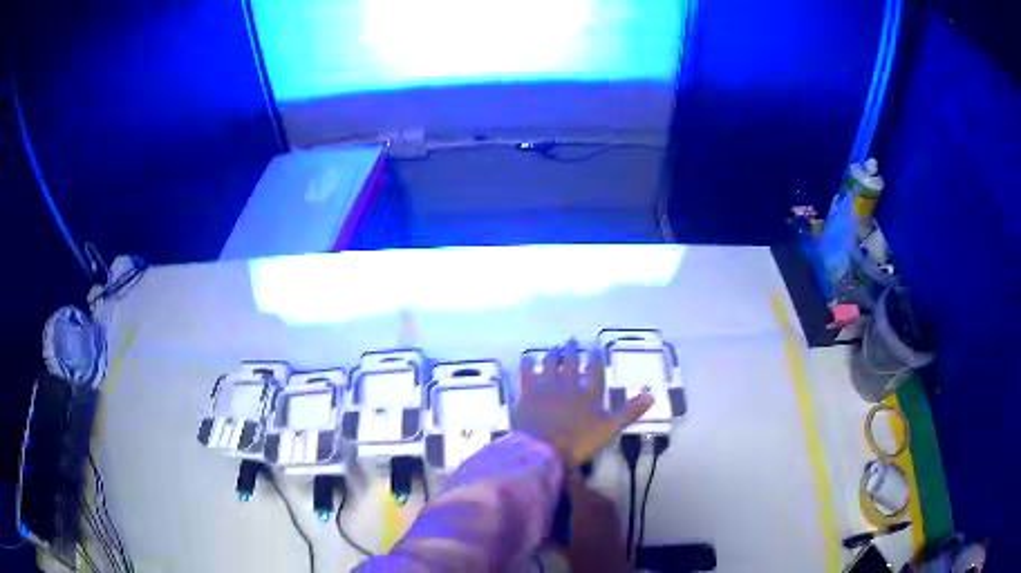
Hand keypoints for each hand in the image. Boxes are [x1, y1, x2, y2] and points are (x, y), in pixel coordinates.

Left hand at [513, 339, 653, 466]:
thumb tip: (652, 395)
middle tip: (571, 340)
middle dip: (572, 351)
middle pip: (570, 363)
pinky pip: (526, 375)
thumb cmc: (578, 441)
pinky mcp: (526, 395)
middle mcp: (567, 384)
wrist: (542, 450)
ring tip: (555, 347)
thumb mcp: (609, 428)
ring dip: (553, 354)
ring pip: (549, 364)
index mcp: (588, 393)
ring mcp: (544, 388)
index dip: (595, 357)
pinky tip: (528, 359)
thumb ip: (629, 411)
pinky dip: (528, 365)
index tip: (595, 347)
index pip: (594, 370)